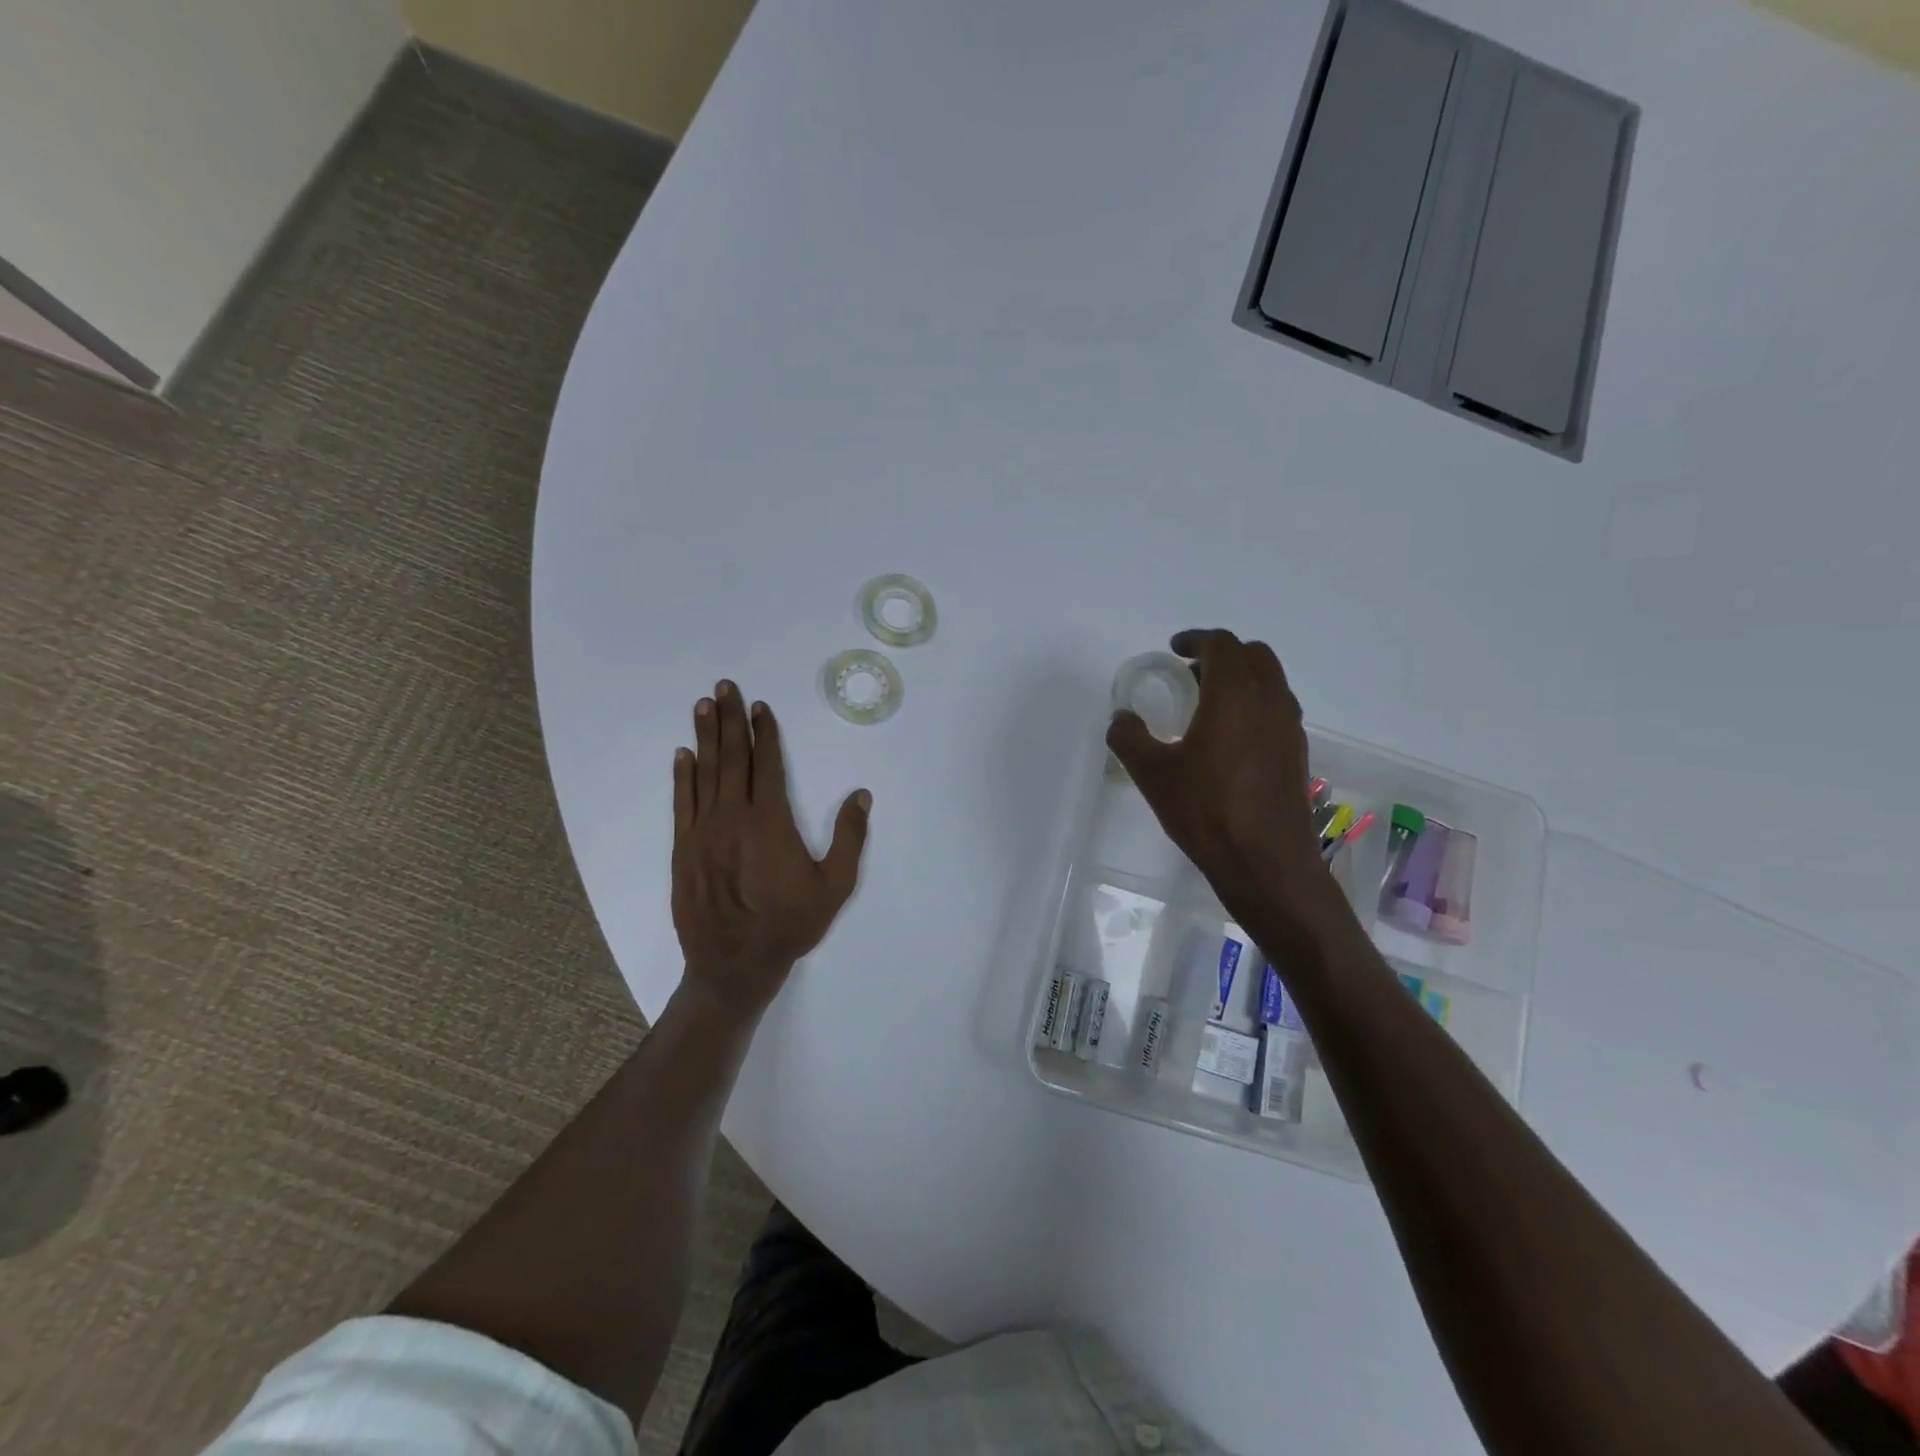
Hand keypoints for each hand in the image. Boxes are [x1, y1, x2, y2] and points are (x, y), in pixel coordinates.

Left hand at [672, 681, 871, 1018]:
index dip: (765, 733)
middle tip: (725, 687)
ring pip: (705, 773)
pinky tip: (682, 755)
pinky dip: (682, 776)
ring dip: (705, 737)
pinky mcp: (684, 849)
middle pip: (733, 758)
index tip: (761, 707)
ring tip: (704, 706)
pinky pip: (682, 803)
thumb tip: (861, 795)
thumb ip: (850, 839)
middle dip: (730, 720)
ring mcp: (704, 831)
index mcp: (771, 822)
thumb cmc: (790, 925)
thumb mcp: (835, 886)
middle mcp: (735, 817)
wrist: (734, 965)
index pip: (768, 765)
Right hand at [1107, 630, 1329, 926]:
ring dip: (1241, 678)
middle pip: (1254, 655)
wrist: (1266, 863)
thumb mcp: (1152, 775)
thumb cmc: (1206, 812)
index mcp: (1234, 697)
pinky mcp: (1298, 753)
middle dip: (1222, 654)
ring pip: (1271, 681)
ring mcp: (1290, 728)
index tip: (1174, 650)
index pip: (1222, 645)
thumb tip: (1121, 719)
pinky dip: (1254, 704)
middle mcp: (1270, 702)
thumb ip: (1129, 738)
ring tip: (1208, 703)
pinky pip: (1277, 709)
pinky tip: (1229, 737)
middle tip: (1190, 673)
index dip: (1196, 639)